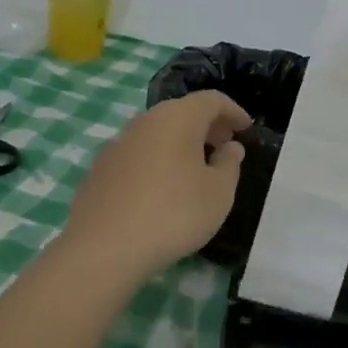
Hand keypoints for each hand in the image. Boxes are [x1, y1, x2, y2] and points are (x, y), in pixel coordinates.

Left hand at [62, 91, 252, 280]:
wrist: (104, 248)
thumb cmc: (174, 213)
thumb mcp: (218, 192)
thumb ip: (229, 164)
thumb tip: (229, 147)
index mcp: (177, 118)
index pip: (211, 100)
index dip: (233, 111)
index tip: (246, 129)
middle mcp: (145, 121)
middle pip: (182, 112)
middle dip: (207, 126)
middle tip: (224, 147)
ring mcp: (118, 143)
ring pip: (158, 133)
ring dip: (181, 143)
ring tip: (196, 170)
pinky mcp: (100, 168)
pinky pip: (139, 154)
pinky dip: (158, 160)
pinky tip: (162, 189)